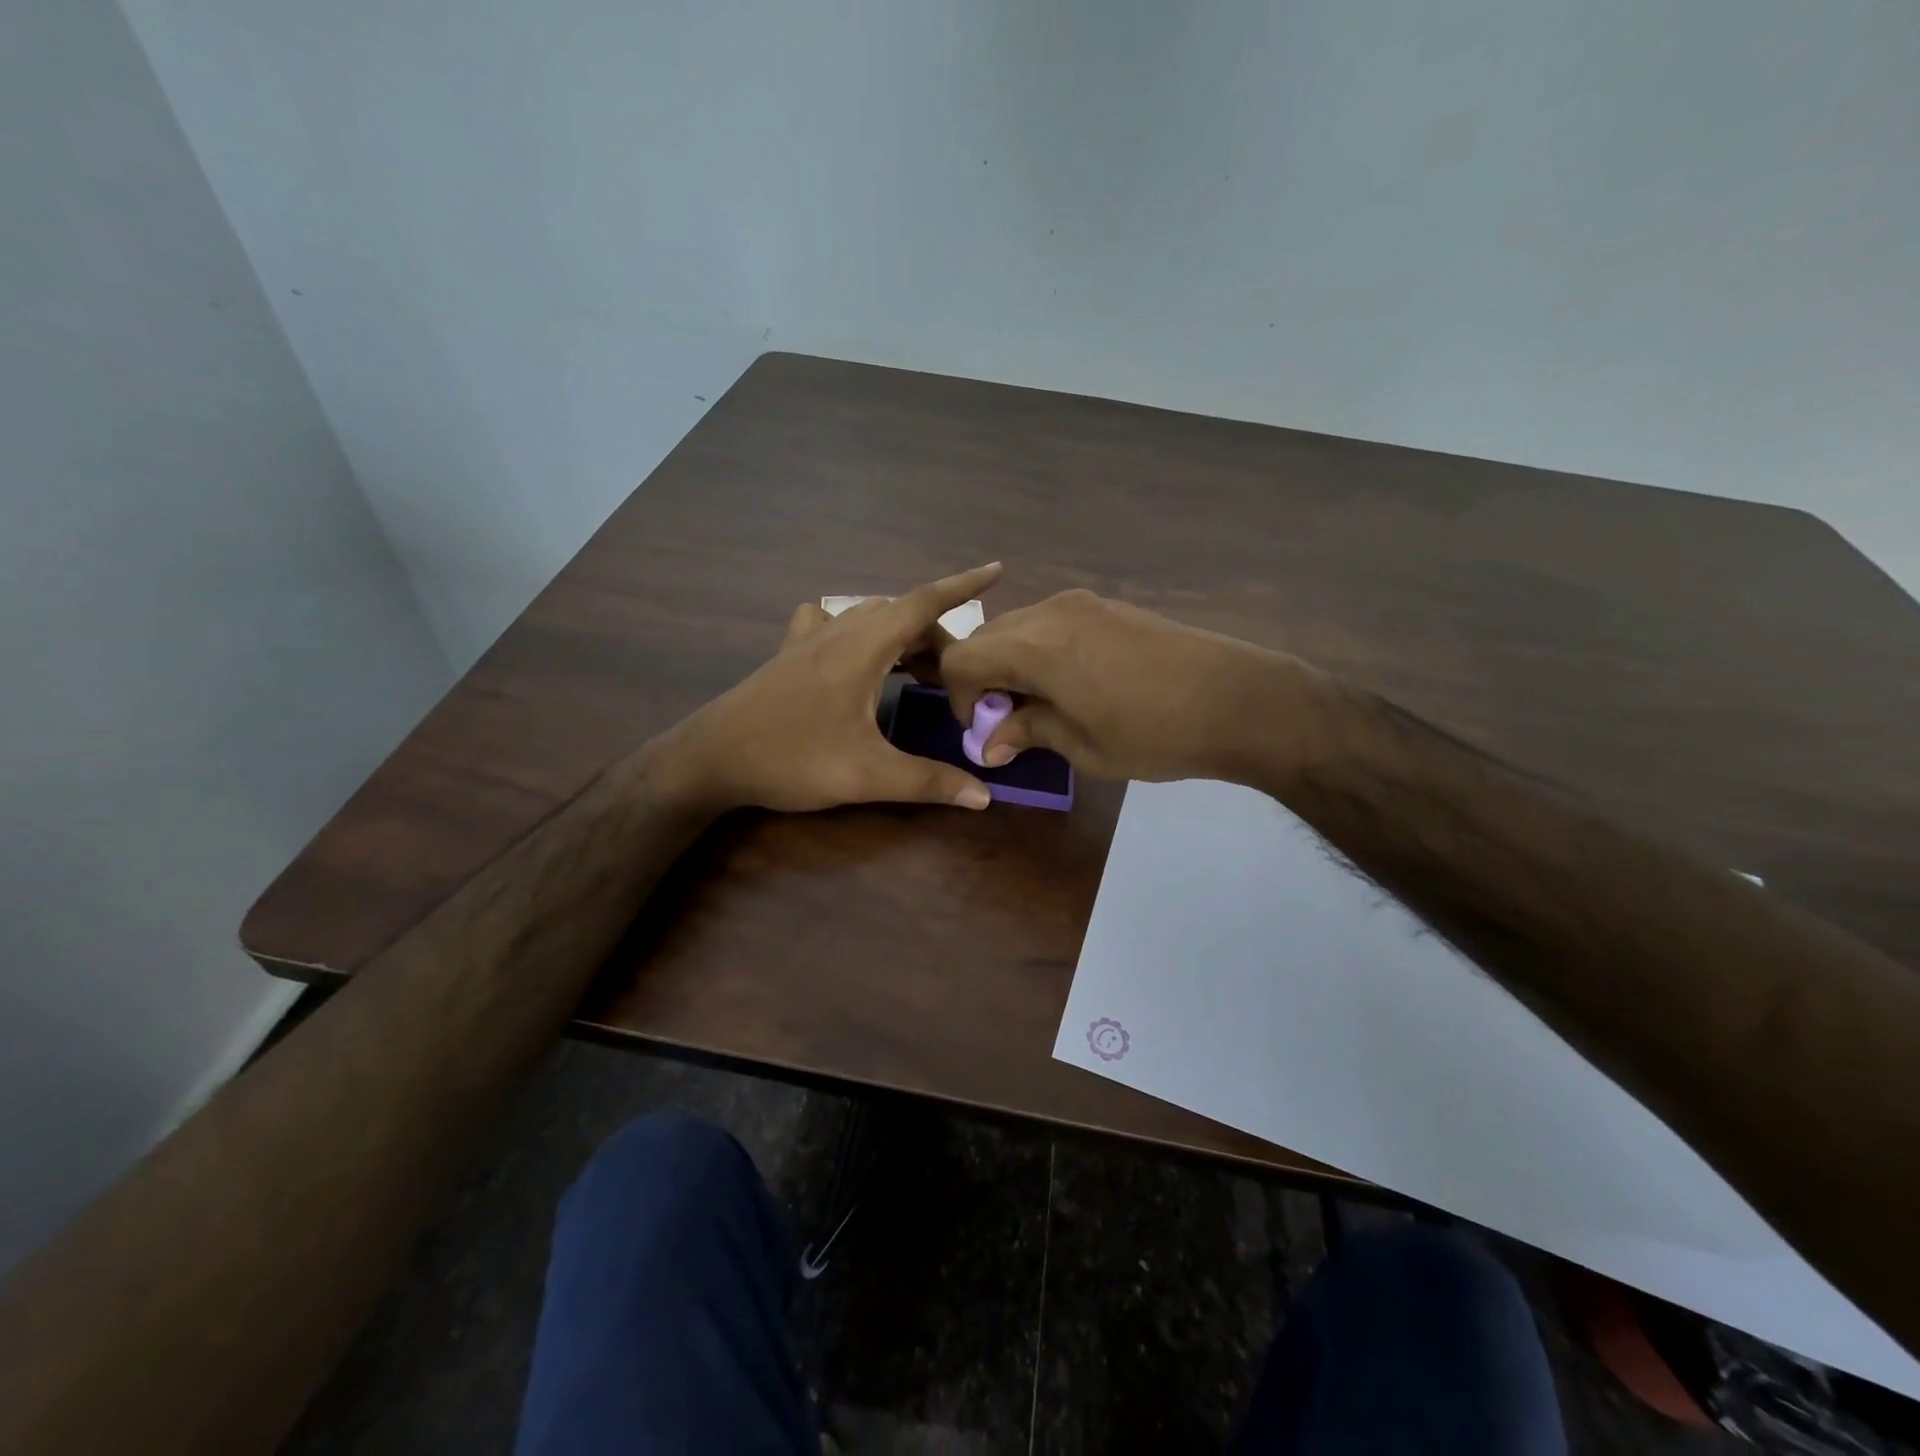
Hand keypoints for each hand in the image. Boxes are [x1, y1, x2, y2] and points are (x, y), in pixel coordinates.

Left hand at [660, 564, 1002, 812]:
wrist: (711, 758)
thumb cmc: (792, 757)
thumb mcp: (867, 774)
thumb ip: (928, 782)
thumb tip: (984, 796)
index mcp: (864, 645)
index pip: (925, 603)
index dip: (964, 586)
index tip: (997, 570)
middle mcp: (840, 630)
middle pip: (902, 615)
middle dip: (937, 638)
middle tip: (956, 679)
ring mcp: (810, 639)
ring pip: (870, 617)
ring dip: (901, 635)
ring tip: (919, 670)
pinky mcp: (790, 654)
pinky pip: (834, 624)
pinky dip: (858, 630)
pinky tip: (855, 654)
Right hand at [939, 588, 1319, 782]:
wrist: (1240, 700)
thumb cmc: (1156, 733)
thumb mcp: (1084, 746)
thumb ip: (1028, 731)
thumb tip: (990, 742)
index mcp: (1037, 647)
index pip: (963, 659)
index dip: (959, 697)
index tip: (984, 729)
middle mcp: (1051, 612)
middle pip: (987, 637)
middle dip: (983, 678)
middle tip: (1010, 719)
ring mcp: (1084, 604)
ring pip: (1019, 627)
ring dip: (1012, 663)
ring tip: (1043, 702)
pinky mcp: (1110, 606)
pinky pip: (1052, 623)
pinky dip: (1041, 650)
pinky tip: (1074, 682)